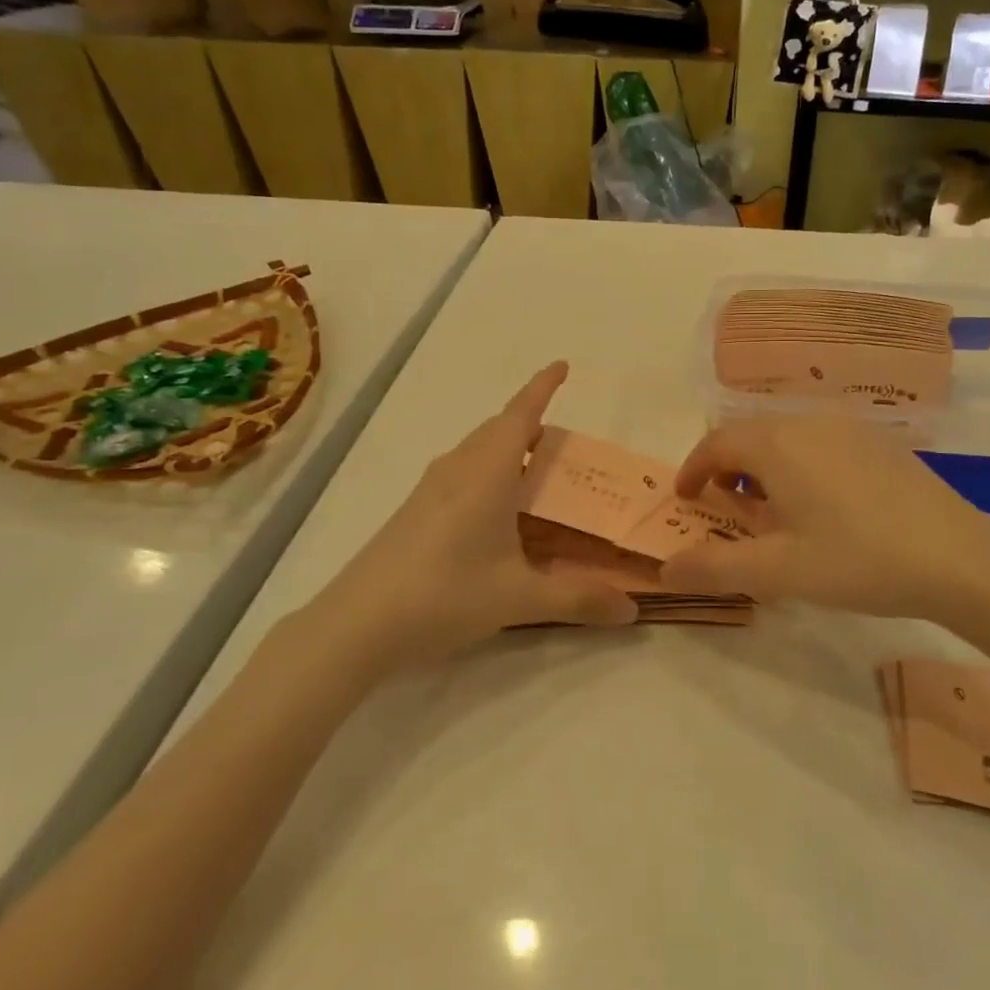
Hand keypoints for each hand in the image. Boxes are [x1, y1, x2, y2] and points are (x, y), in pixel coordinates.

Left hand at [313, 362, 635, 666]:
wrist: (357, 624)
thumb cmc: (444, 594)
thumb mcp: (518, 597)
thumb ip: (578, 598)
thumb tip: (632, 610)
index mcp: (487, 472)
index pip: (520, 414)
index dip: (542, 387)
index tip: (563, 365)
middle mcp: (458, 468)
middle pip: (499, 429)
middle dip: (531, 423)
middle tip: (566, 445)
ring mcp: (431, 489)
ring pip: (478, 451)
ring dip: (508, 450)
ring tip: (538, 476)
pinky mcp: (416, 511)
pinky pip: (463, 473)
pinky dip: (489, 474)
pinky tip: (498, 514)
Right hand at [659, 416, 989, 620]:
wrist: (957, 556)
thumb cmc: (857, 559)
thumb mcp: (778, 571)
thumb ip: (714, 568)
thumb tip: (664, 569)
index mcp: (776, 444)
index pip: (716, 443)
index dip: (693, 468)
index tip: (685, 498)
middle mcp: (807, 422)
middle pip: (749, 433)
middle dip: (726, 467)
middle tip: (724, 507)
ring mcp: (848, 428)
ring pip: (785, 435)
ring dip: (763, 465)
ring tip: (770, 509)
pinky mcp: (878, 441)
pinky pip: (819, 441)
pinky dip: (798, 463)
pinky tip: (820, 503)